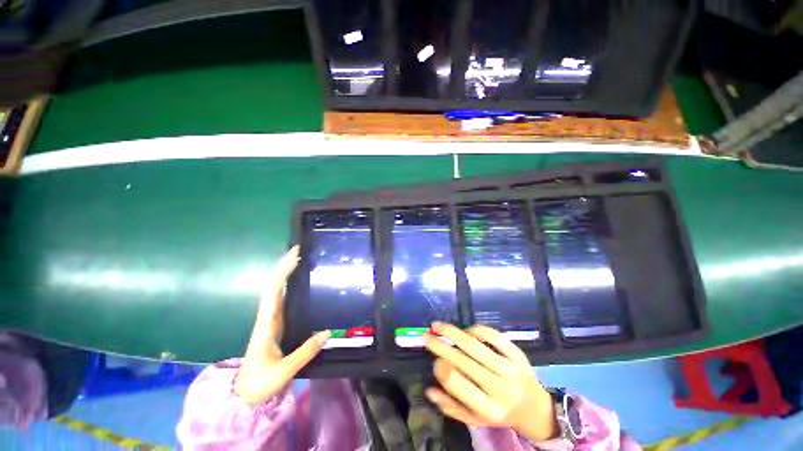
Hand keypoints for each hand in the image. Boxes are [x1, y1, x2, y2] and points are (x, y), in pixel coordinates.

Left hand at [234, 246, 329, 404]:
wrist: (245, 395)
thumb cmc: (261, 383)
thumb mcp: (284, 371)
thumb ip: (306, 351)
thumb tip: (328, 331)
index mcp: (267, 325)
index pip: (273, 292)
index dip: (282, 273)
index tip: (295, 256)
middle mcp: (267, 318)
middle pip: (272, 286)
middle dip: (283, 267)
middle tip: (298, 250)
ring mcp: (270, 321)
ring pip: (274, 291)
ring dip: (284, 274)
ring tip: (298, 260)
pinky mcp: (275, 325)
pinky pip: (280, 300)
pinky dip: (286, 286)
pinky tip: (295, 282)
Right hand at [424, 322, 557, 441]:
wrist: (535, 409)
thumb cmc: (500, 414)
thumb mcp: (476, 419)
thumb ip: (451, 407)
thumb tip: (429, 389)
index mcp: (488, 409)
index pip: (456, 382)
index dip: (440, 368)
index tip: (434, 361)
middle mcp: (499, 388)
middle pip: (462, 360)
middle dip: (440, 345)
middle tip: (426, 336)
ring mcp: (510, 369)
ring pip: (475, 345)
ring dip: (453, 332)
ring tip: (438, 325)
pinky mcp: (518, 354)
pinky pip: (493, 336)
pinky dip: (476, 329)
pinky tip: (467, 331)